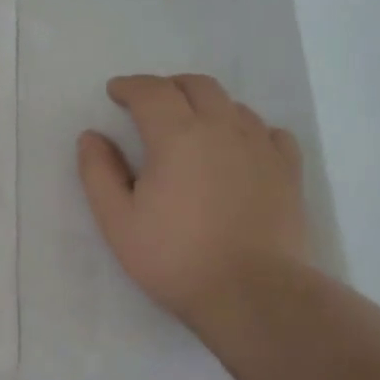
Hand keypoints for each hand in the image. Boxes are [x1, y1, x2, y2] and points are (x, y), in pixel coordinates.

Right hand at [77, 74, 310, 332]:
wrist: (251, 293)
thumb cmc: (174, 258)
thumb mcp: (118, 221)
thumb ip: (99, 173)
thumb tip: (91, 136)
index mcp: (177, 136)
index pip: (151, 91)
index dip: (130, 86)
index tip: (115, 92)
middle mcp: (222, 128)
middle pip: (197, 86)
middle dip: (168, 87)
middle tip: (149, 103)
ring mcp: (261, 147)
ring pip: (234, 106)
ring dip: (206, 105)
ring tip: (190, 126)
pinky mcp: (288, 171)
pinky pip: (269, 132)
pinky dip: (247, 129)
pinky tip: (239, 148)